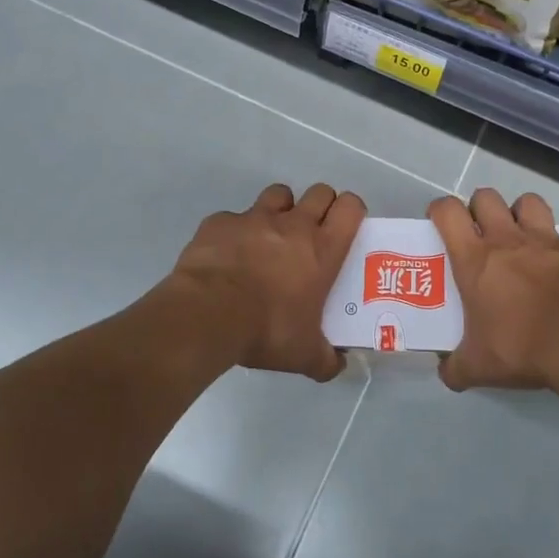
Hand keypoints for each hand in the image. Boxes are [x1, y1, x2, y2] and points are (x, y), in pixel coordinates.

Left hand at [169, 183, 364, 381]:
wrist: (207, 315)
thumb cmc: (266, 330)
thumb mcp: (304, 355)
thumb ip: (326, 359)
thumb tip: (338, 365)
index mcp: (322, 249)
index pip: (350, 207)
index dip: (352, 211)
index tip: (346, 228)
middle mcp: (293, 225)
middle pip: (319, 192)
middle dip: (320, 206)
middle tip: (312, 234)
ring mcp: (254, 218)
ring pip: (278, 194)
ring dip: (280, 209)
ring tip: (271, 237)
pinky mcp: (220, 222)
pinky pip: (233, 217)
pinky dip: (235, 231)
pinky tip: (228, 255)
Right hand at [430, 188, 558, 391]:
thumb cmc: (521, 347)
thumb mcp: (478, 367)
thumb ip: (456, 367)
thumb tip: (445, 374)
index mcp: (475, 258)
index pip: (448, 211)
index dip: (439, 210)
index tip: (439, 224)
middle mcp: (508, 239)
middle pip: (486, 197)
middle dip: (480, 209)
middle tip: (482, 234)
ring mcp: (548, 240)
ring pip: (529, 203)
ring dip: (522, 215)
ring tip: (523, 239)